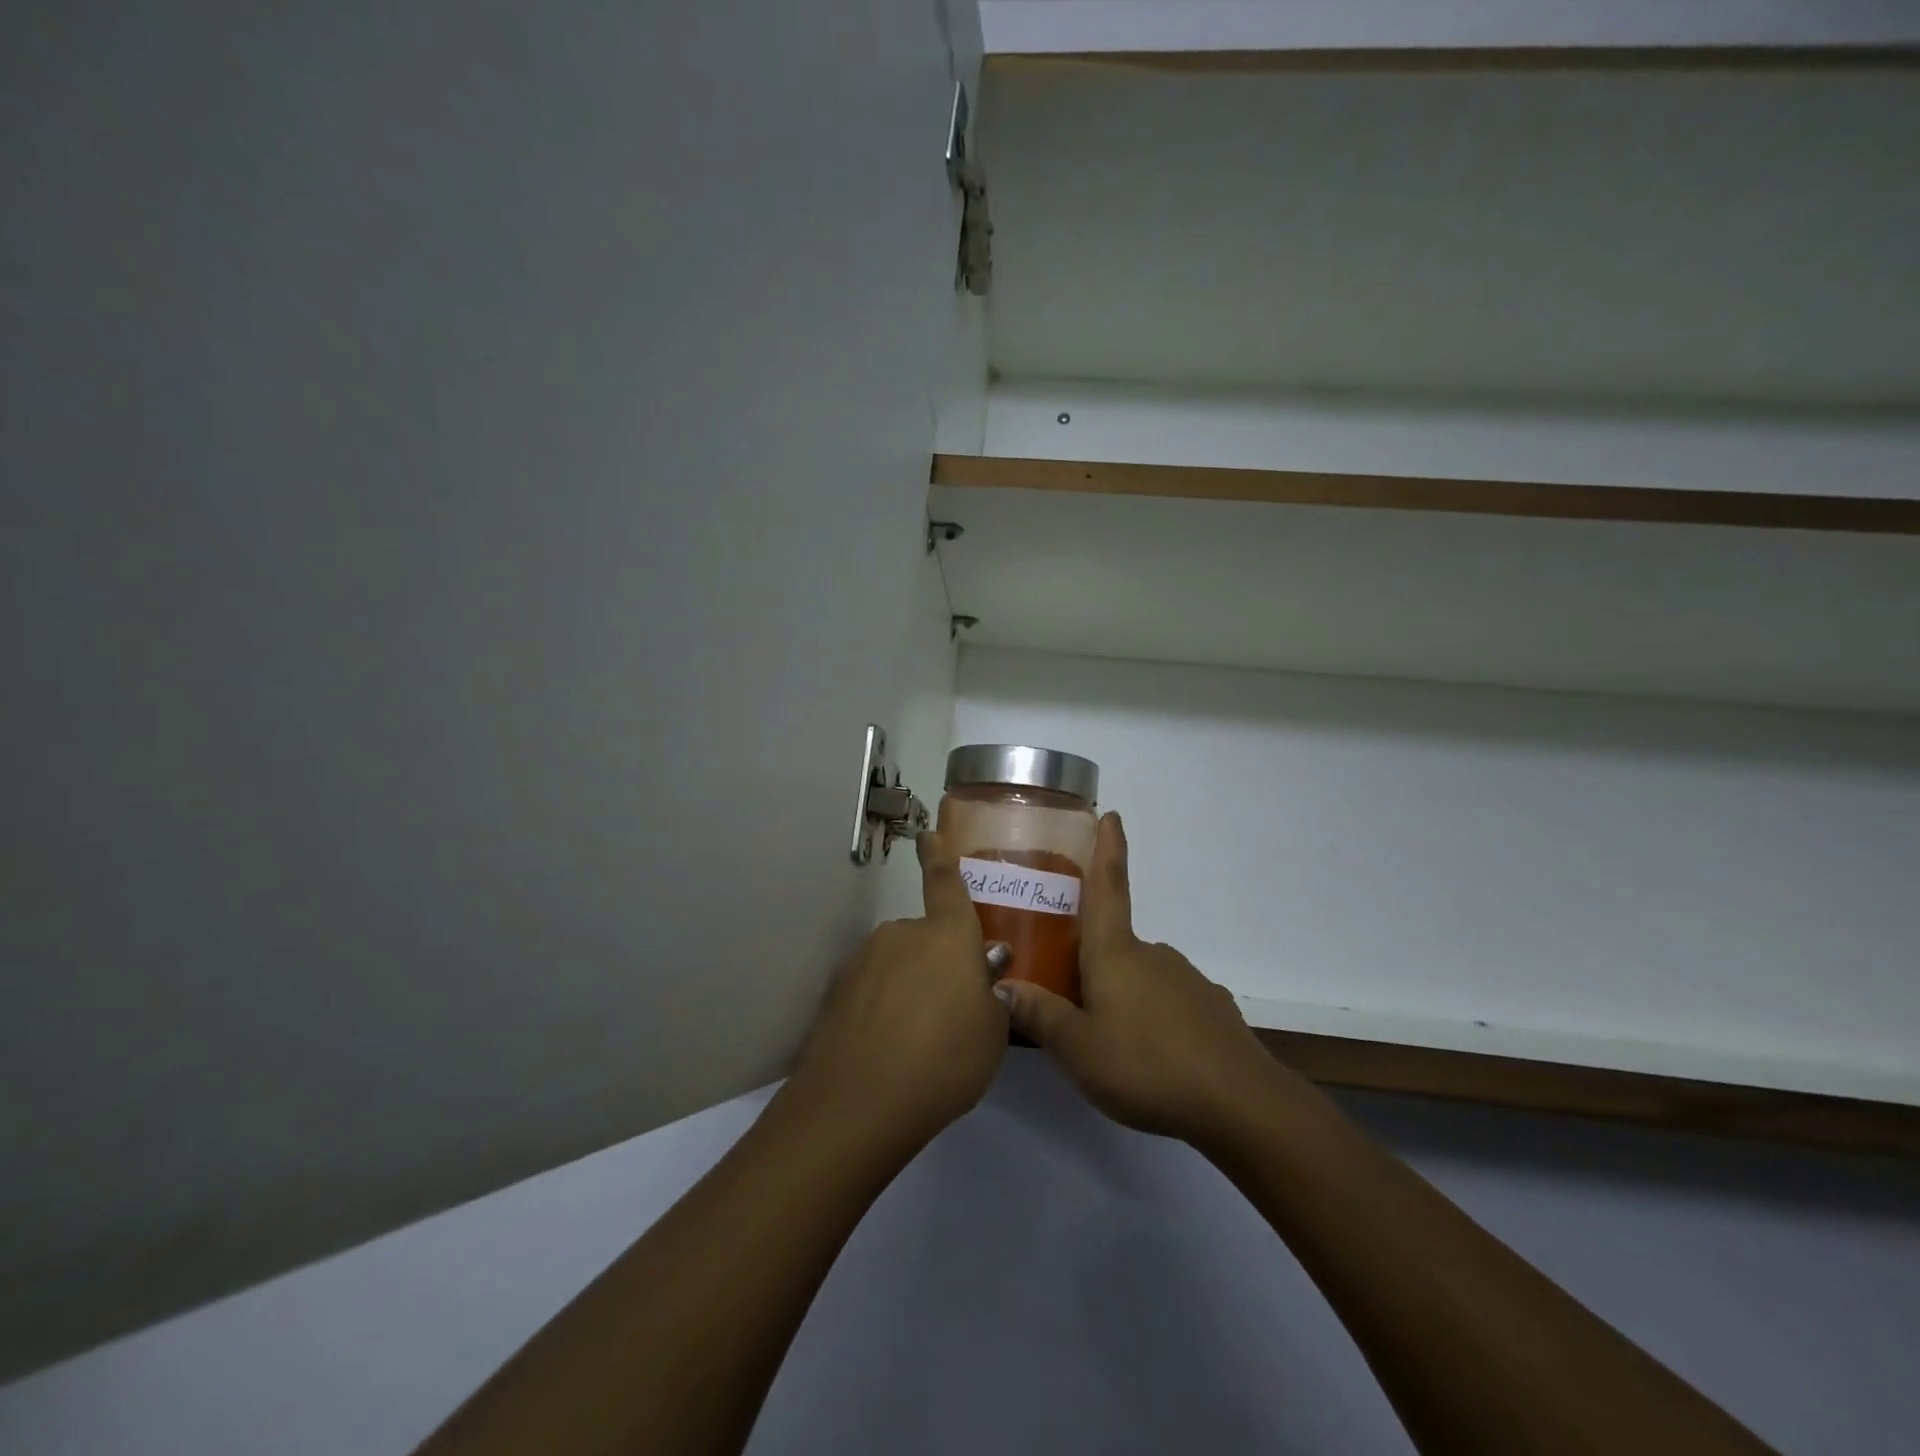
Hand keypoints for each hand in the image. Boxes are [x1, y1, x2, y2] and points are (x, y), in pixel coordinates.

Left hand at [787, 829, 1008, 1148]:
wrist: (859, 1102)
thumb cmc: (945, 1058)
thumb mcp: (992, 1033)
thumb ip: (992, 992)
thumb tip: (985, 964)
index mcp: (947, 935)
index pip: (945, 882)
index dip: (939, 855)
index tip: (927, 833)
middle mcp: (903, 934)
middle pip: (926, 938)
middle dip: (937, 963)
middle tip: (950, 1012)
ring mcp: (864, 960)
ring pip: (897, 964)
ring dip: (909, 988)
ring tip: (917, 1041)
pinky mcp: (837, 990)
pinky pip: (871, 989)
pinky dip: (881, 1008)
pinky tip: (887, 1049)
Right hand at [996, 813, 1295, 1144]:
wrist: (1239, 1103)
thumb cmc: (1146, 1065)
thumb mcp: (1079, 1049)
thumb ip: (1041, 1016)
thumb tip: (1002, 982)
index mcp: (1116, 953)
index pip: (1109, 887)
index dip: (1108, 849)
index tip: (1112, 814)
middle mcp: (1152, 954)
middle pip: (1116, 944)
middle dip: (1095, 962)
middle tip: (1074, 999)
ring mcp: (1187, 980)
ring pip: (1142, 977)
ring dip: (1124, 995)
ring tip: (1111, 1042)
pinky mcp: (1211, 1009)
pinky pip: (1170, 1002)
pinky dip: (1155, 1018)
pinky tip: (1152, 1054)